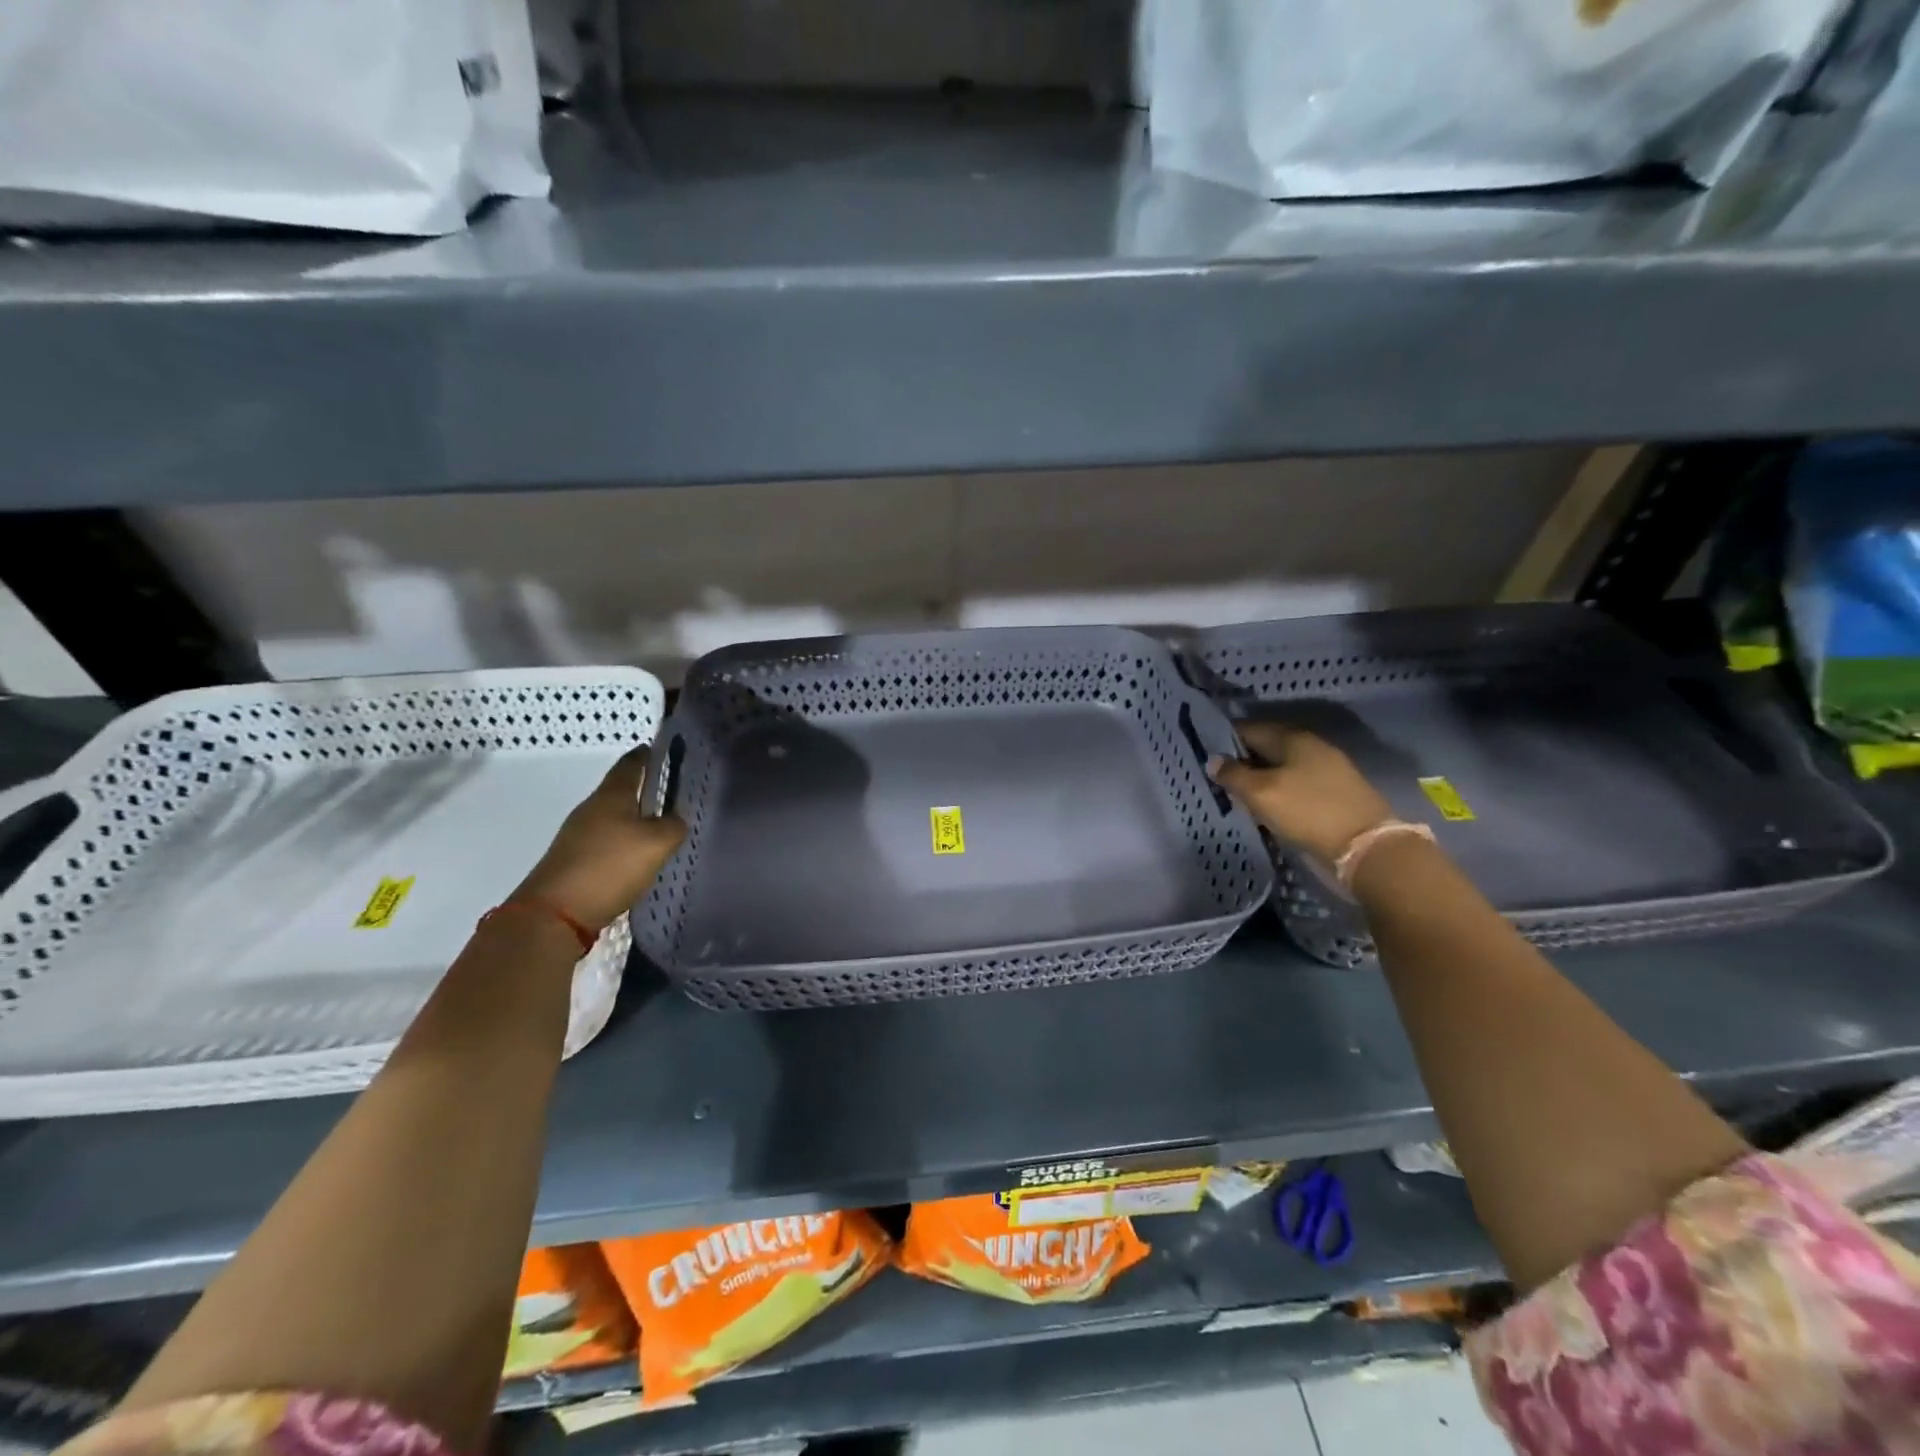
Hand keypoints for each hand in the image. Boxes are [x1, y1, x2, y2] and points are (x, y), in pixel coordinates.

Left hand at [513, 747, 685, 931]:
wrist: (555, 914)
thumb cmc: (610, 866)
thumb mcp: (657, 843)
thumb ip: (674, 825)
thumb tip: (675, 819)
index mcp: (611, 796)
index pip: (630, 764)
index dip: (646, 755)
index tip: (661, 749)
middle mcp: (591, 809)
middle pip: (620, 791)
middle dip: (644, 789)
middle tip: (672, 793)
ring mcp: (577, 835)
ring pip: (613, 817)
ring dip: (634, 818)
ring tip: (660, 826)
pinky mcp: (574, 860)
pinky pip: (606, 841)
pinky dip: (623, 842)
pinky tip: (638, 855)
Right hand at [1208, 722, 1392, 866]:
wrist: (1366, 846)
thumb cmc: (1307, 811)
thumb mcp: (1261, 793)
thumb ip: (1233, 775)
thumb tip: (1213, 760)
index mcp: (1293, 738)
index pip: (1249, 729)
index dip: (1225, 740)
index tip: (1206, 756)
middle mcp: (1312, 746)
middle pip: (1268, 746)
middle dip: (1243, 759)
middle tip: (1220, 777)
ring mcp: (1328, 768)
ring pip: (1283, 766)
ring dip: (1262, 777)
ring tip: (1241, 794)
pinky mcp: (1336, 791)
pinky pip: (1297, 782)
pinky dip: (1280, 789)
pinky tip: (1269, 804)